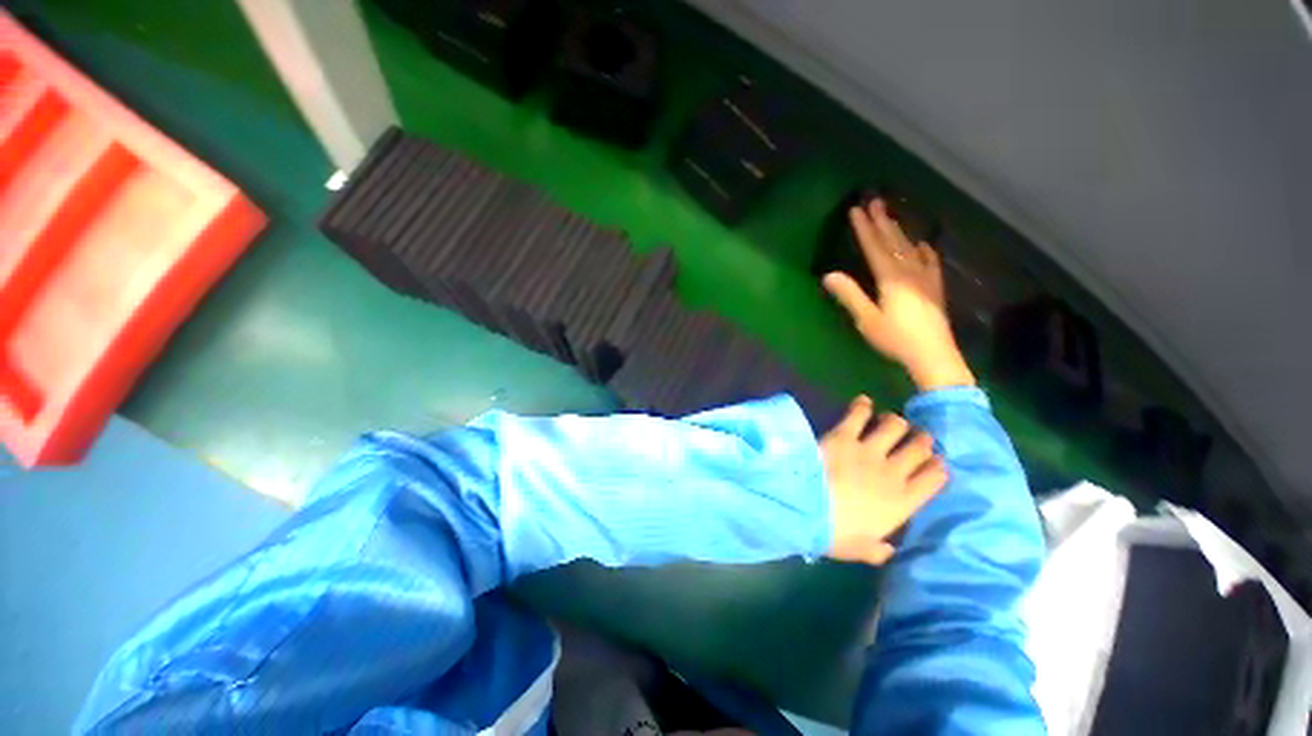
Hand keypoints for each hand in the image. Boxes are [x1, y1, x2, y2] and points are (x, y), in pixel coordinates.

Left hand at [821, 395, 946, 564]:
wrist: (805, 507)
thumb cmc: (834, 534)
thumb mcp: (859, 549)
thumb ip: (877, 550)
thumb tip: (888, 550)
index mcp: (902, 503)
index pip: (934, 478)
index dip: (937, 467)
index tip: (936, 462)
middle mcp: (893, 472)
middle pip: (918, 448)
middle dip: (921, 440)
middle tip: (916, 437)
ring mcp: (869, 451)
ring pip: (894, 427)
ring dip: (895, 422)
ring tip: (890, 421)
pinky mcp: (844, 435)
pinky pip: (859, 415)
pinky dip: (862, 406)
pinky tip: (863, 402)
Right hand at [823, 199, 974, 391]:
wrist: (933, 354)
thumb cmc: (895, 338)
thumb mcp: (866, 319)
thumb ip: (849, 295)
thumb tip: (829, 275)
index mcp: (891, 278)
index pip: (874, 248)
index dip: (864, 229)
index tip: (856, 210)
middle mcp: (909, 271)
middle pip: (894, 242)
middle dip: (882, 221)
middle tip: (875, 201)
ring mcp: (925, 278)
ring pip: (911, 247)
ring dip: (899, 230)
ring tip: (892, 216)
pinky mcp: (935, 287)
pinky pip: (930, 261)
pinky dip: (925, 250)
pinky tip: (923, 244)